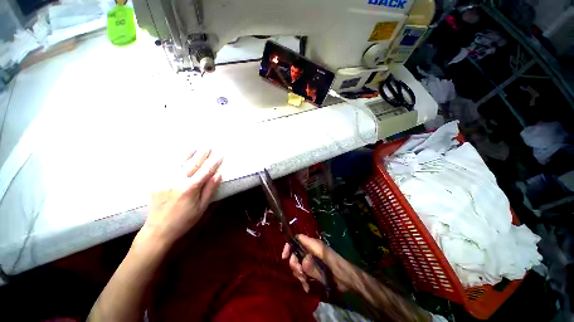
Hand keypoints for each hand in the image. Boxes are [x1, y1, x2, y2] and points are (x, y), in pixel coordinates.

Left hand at [137, 150, 222, 247]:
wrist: (158, 230)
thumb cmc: (184, 220)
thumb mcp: (202, 207)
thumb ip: (210, 189)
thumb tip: (218, 175)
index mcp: (190, 188)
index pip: (206, 171)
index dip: (214, 162)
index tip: (220, 155)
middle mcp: (177, 181)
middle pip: (192, 164)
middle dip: (202, 154)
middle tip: (208, 146)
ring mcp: (165, 181)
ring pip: (178, 163)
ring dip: (187, 154)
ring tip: (193, 147)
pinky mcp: (156, 183)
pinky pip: (165, 168)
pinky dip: (171, 160)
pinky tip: (175, 156)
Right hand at [282, 234, 353, 292]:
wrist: (347, 278)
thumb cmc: (337, 267)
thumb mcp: (325, 264)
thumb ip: (312, 264)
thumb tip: (302, 263)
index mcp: (313, 245)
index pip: (297, 238)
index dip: (289, 245)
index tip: (284, 257)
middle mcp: (311, 250)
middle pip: (296, 253)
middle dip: (295, 264)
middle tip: (300, 275)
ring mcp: (312, 260)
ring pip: (299, 263)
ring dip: (299, 274)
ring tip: (305, 283)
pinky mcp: (313, 269)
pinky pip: (304, 272)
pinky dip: (303, 279)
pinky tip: (307, 287)